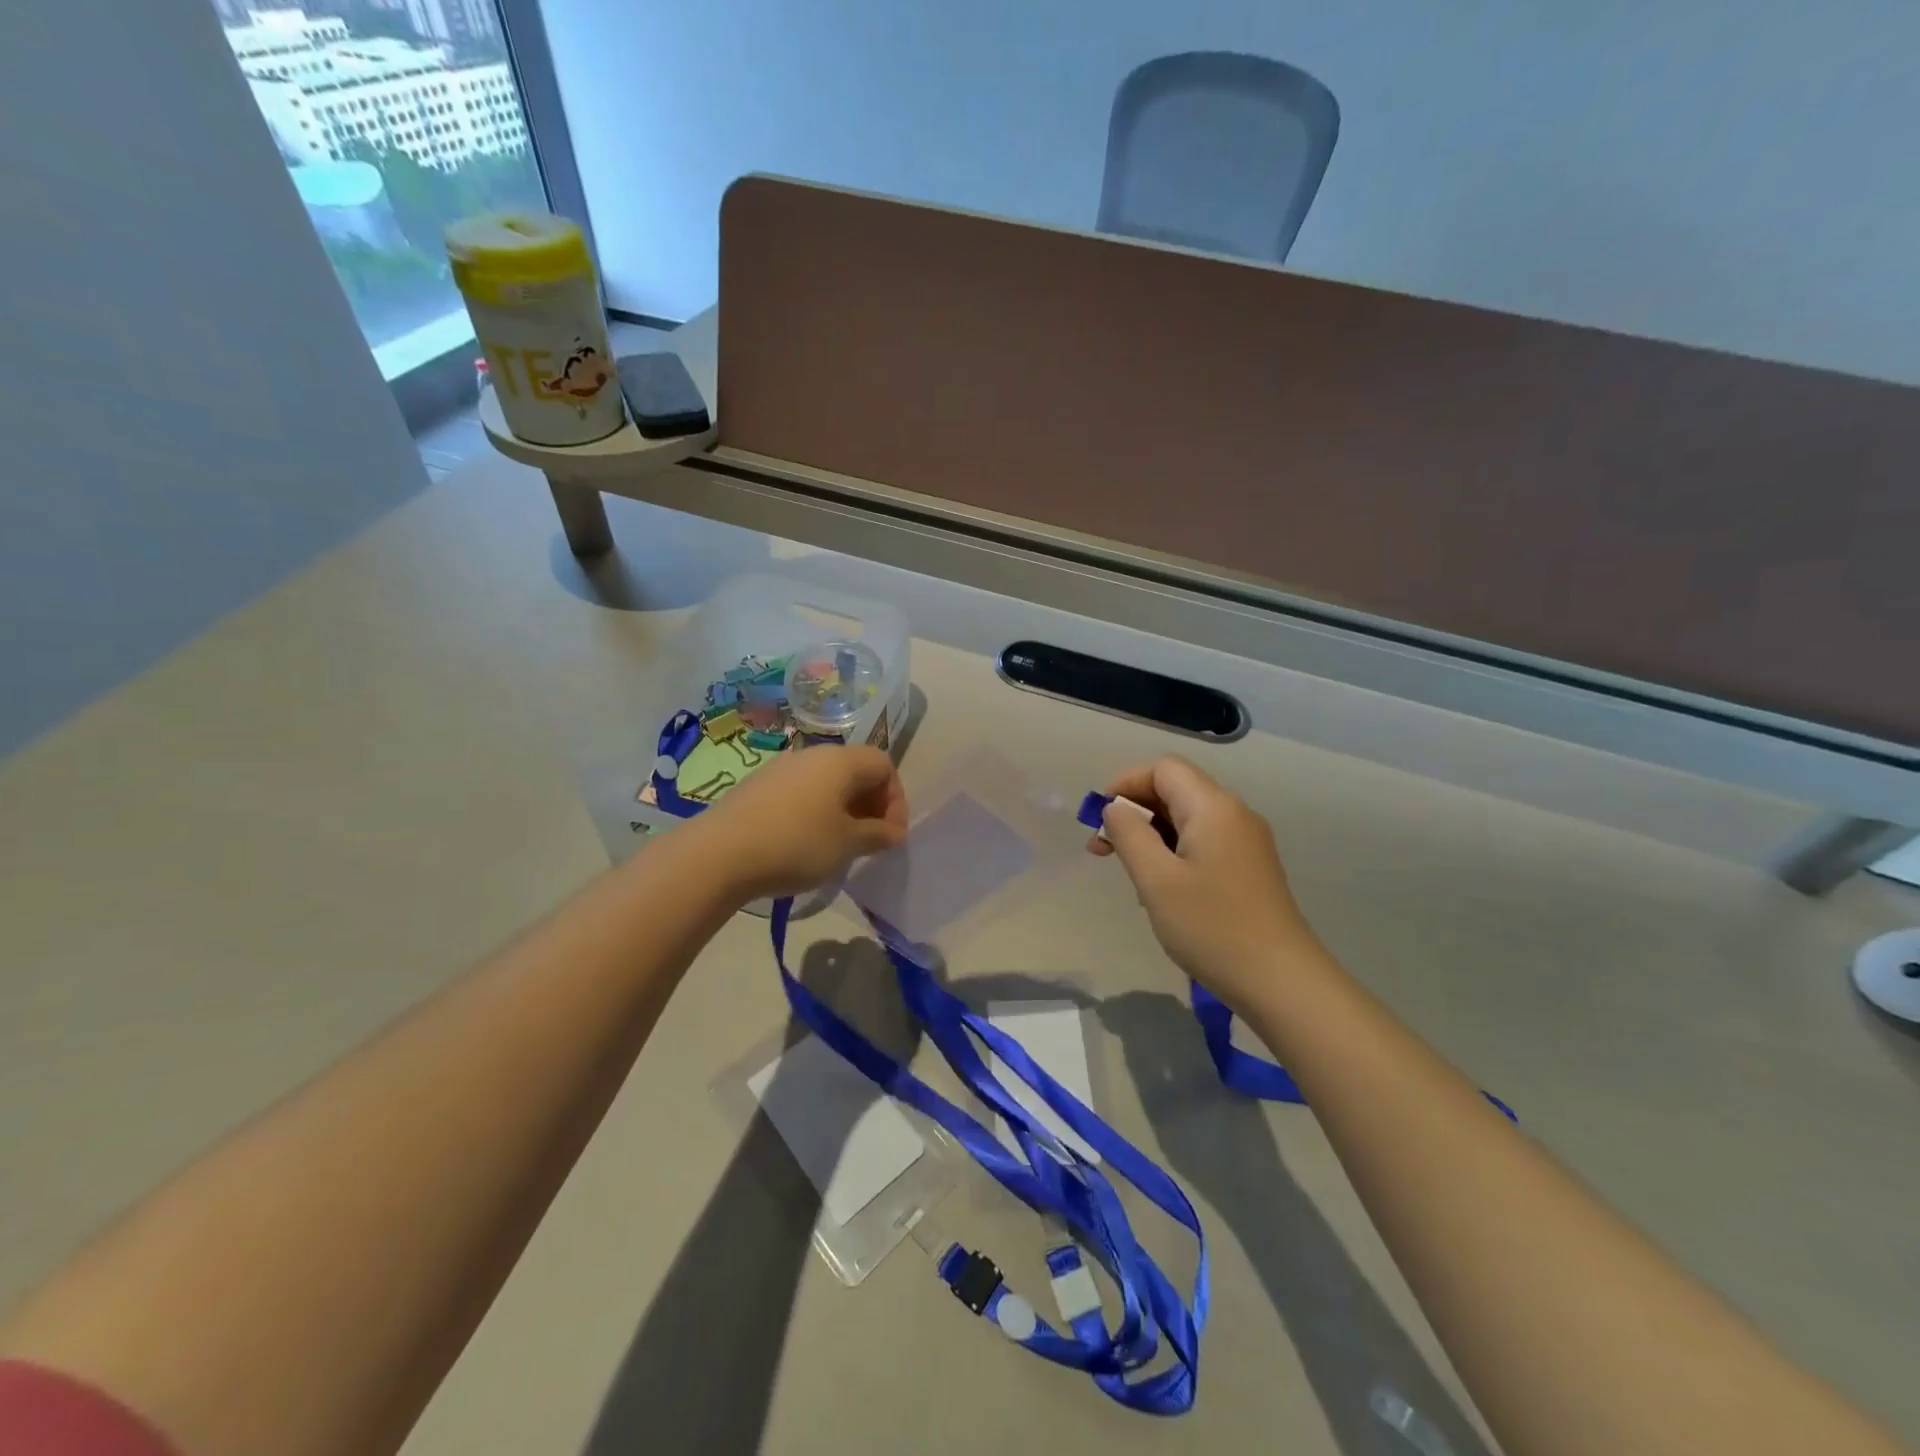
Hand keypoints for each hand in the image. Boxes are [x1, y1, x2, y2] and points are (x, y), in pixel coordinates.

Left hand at [699, 745, 907, 899]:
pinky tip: (804, 843)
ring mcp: (781, 768)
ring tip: (838, 845)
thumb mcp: (847, 844)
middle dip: (870, 805)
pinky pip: (801, 792)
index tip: (890, 835)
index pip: (884, 765)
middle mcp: (812, 754)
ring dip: (842, 810)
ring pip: (827, 782)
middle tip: (869, 841)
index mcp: (841, 761)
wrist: (720, 853)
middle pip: (855, 770)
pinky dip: (815, 812)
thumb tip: (894, 832)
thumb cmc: (797, 843)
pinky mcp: (758, 786)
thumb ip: (877, 835)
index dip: (896, 799)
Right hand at [1089, 756, 1318, 1013]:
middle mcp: (1234, 814)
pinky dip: (1174, 852)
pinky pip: (1203, 842)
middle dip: (1134, 811)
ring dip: (1151, 835)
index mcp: (1213, 807)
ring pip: (1188, 818)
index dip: (1125, 784)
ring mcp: (1247, 842)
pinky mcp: (1250, 868)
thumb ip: (1129, 834)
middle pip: (1176, 790)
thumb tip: (1115, 809)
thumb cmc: (1212, 927)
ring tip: (1131, 875)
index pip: (1163, 768)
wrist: (1281, 982)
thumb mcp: (1156, 880)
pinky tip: (1162, 890)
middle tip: (1102, 850)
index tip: (1099, 820)